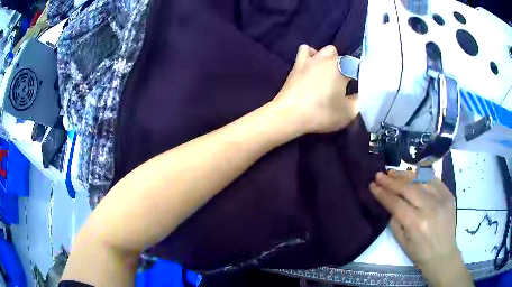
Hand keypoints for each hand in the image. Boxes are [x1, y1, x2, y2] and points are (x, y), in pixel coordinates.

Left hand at [272, 44, 357, 133]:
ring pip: (324, 51)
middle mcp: (327, 59)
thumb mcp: (348, 112)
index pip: (357, 66)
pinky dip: (310, 55)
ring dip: (329, 59)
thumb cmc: (322, 113)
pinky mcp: (297, 64)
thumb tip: (360, 94)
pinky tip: (311, 66)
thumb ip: (358, 101)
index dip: (360, 77)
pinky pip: (305, 51)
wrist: (290, 114)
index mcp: (342, 68)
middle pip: (341, 57)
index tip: (360, 88)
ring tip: (328, 74)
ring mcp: (310, 59)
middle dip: (345, 68)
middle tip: (343, 84)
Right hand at [370, 170, 472, 286]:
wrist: (443, 254)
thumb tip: (391, 203)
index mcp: (416, 223)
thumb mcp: (402, 242)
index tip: (372, 185)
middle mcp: (429, 207)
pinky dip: (420, 175)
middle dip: (391, 180)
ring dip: (404, 175)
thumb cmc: (420, 253)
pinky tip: (411, 174)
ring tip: (392, 172)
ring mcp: (441, 198)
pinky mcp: (448, 194)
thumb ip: (395, 221)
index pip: (396, 203)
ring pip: (420, 179)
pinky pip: (432, 179)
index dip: (382, 193)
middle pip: (407, 188)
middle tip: (379, 174)